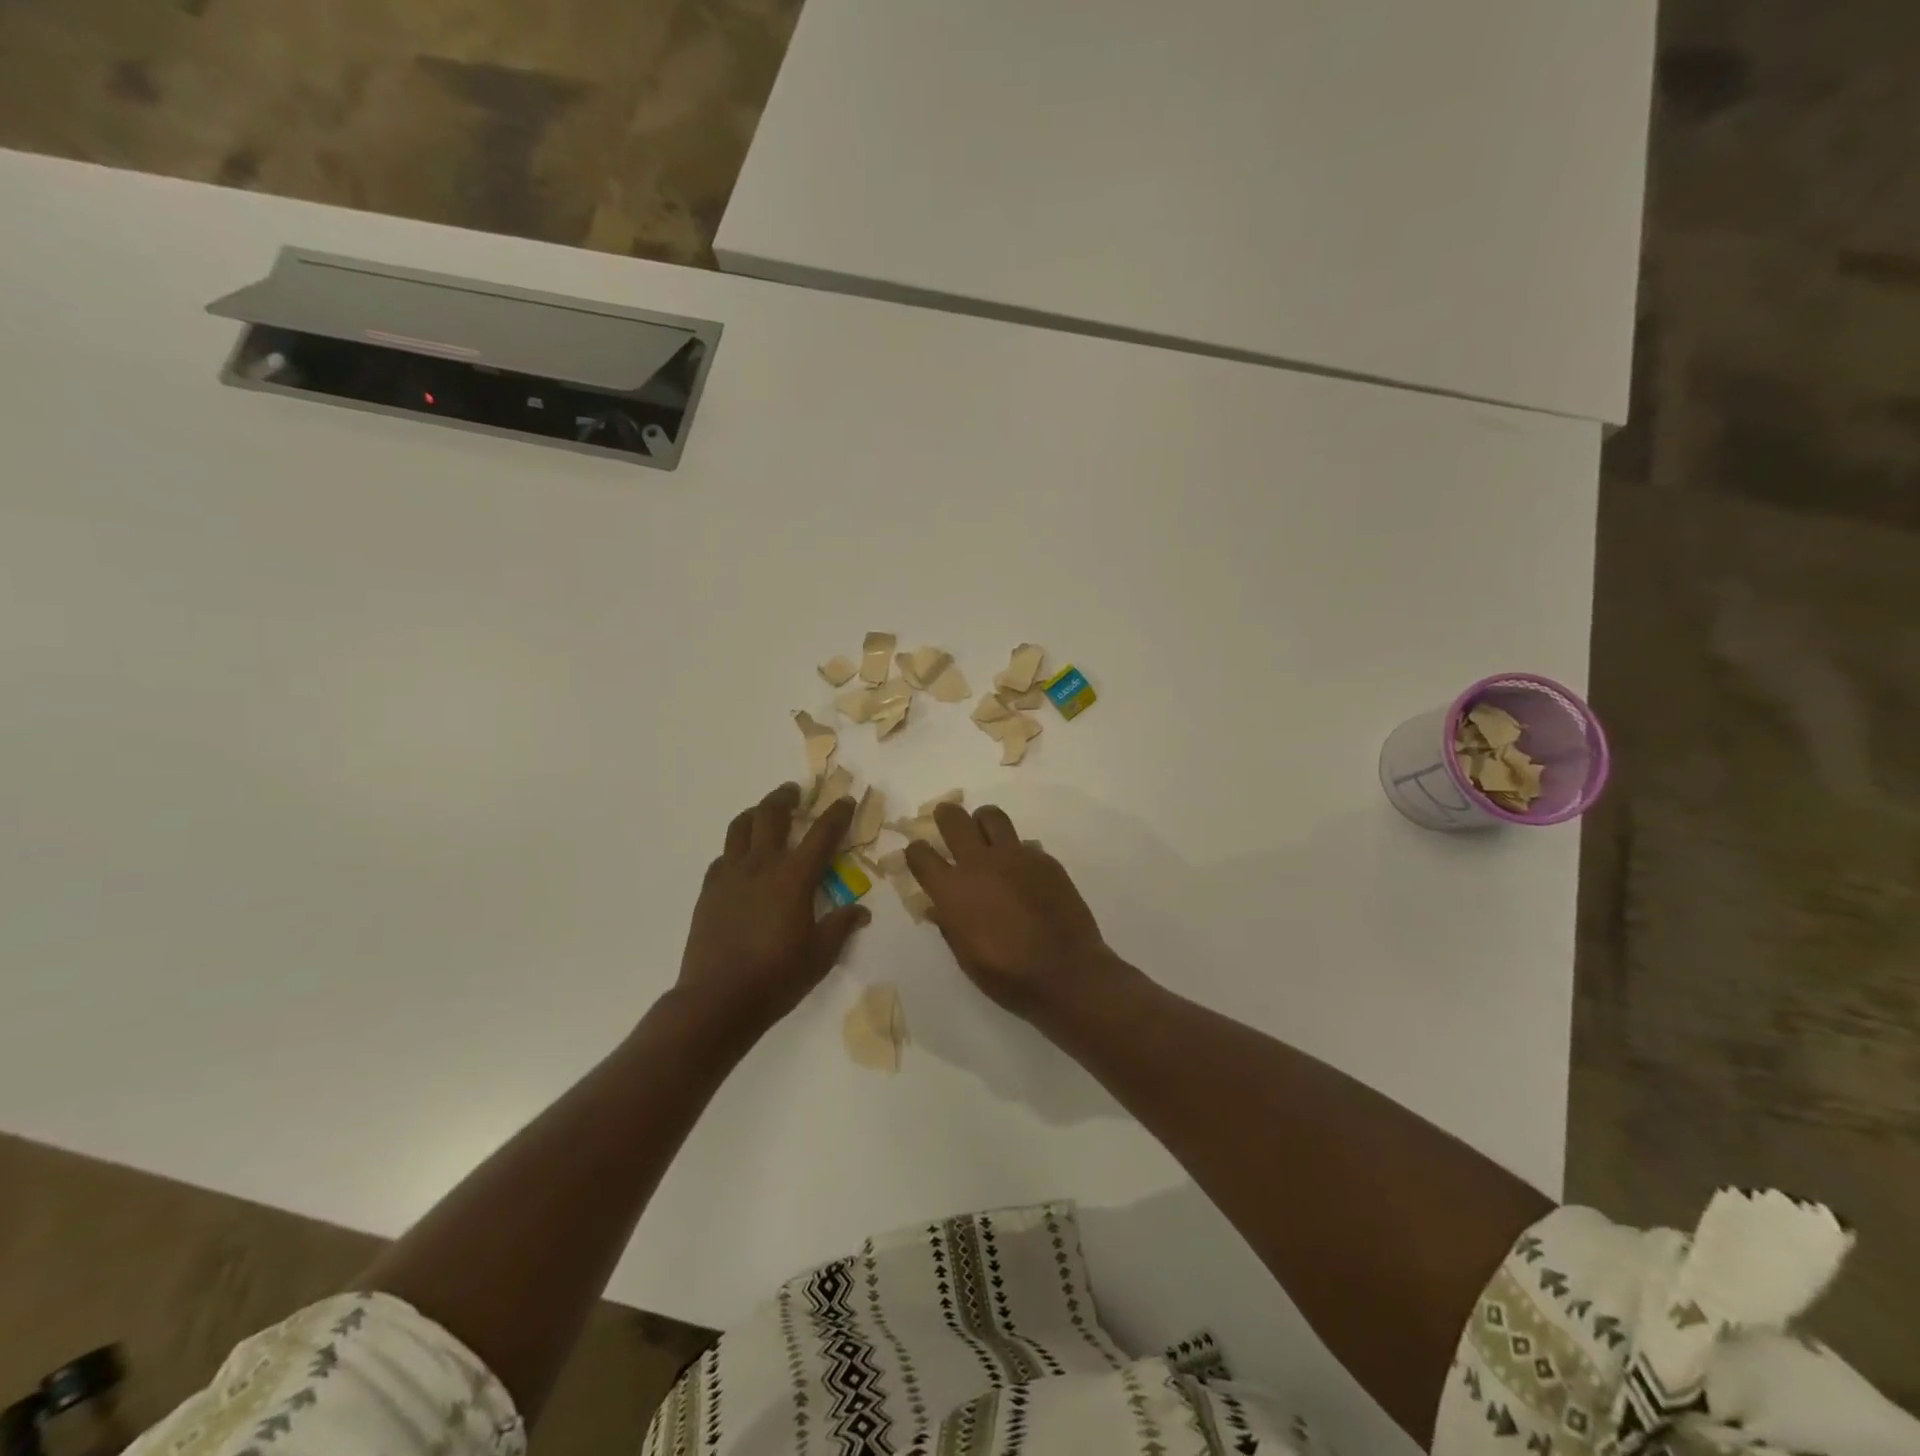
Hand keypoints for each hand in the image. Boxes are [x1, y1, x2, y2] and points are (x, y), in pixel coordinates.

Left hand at [676, 783, 868, 1042]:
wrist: (717, 999)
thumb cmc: (776, 977)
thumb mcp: (820, 955)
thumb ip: (841, 926)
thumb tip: (861, 911)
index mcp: (794, 877)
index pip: (822, 834)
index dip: (837, 814)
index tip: (846, 800)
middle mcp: (761, 865)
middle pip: (771, 814)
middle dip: (786, 797)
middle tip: (795, 792)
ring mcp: (730, 875)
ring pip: (741, 827)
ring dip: (756, 813)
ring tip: (764, 813)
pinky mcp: (709, 890)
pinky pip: (723, 856)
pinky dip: (736, 848)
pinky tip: (741, 859)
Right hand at [904, 802, 1116, 1019]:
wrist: (1065, 971)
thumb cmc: (1008, 975)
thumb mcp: (966, 957)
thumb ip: (949, 925)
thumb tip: (937, 908)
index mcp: (953, 890)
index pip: (921, 854)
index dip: (916, 851)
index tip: (919, 853)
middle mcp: (979, 863)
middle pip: (954, 820)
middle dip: (945, 815)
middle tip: (946, 818)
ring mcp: (1014, 856)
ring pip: (991, 816)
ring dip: (982, 821)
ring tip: (984, 834)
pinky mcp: (1043, 859)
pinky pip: (1023, 842)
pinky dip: (1015, 850)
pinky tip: (1021, 871)